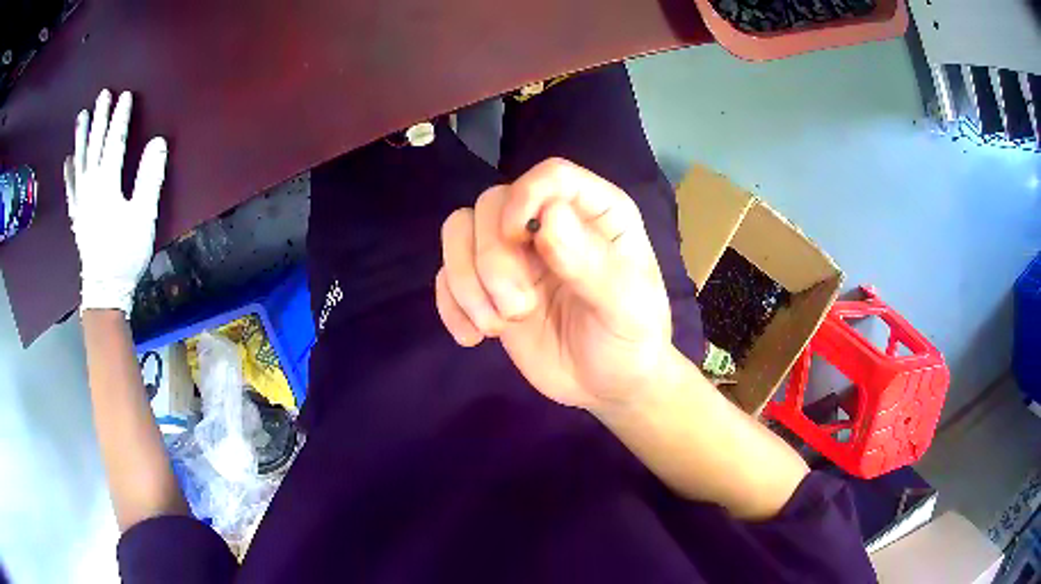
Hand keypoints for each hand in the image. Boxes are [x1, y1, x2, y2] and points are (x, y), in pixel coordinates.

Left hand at [63, 89, 167, 315]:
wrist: (104, 289)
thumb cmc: (125, 253)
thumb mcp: (143, 216)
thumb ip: (149, 178)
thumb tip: (158, 141)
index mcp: (107, 184)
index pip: (114, 142)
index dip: (120, 118)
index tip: (125, 96)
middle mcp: (90, 187)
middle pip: (94, 146)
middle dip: (99, 119)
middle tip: (102, 95)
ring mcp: (80, 201)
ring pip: (79, 162)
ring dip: (80, 138)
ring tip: (81, 116)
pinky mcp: (77, 215)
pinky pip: (70, 188)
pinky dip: (69, 172)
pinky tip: (68, 160)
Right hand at [436, 158, 672, 411]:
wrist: (608, 386)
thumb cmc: (631, 338)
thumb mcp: (627, 306)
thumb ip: (591, 263)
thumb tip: (548, 216)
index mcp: (595, 212)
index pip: (551, 176)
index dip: (526, 197)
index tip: (518, 239)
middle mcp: (549, 222)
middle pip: (492, 203)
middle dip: (493, 259)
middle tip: (517, 310)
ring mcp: (514, 254)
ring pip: (459, 230)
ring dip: (466, 281)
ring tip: (495, 326)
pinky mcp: (487, 286)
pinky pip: (447, 274)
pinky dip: (451, 304)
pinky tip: (473, 338)